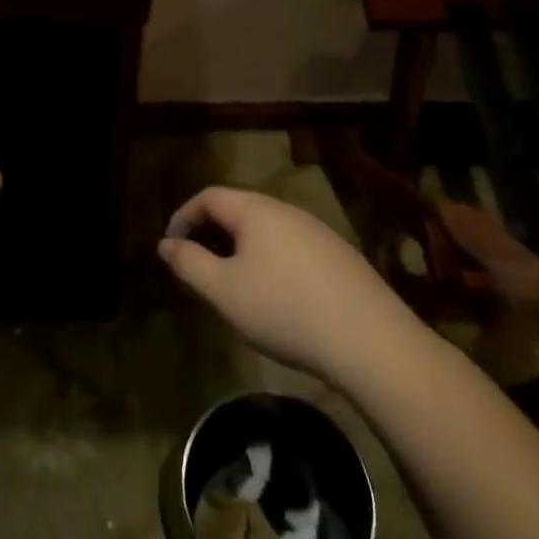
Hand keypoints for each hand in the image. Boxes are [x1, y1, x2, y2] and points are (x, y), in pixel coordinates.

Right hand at [158, 187, 414, 381]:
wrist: (372, 341)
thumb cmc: (285, 309)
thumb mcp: (224, 290)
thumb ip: (189, 263)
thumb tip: (166, 244)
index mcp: (256, 210)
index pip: (208, 196)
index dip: (182, 217)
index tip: (170, 248)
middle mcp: (288, 211)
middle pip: (238, 209)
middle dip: (210, 233)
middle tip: (195, 266)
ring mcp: (318, 232)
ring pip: (266, 230)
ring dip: (239, 248)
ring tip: (230, 283)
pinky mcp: (340, 257)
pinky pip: (290, 248)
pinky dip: (268, 261)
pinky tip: (274, 297)